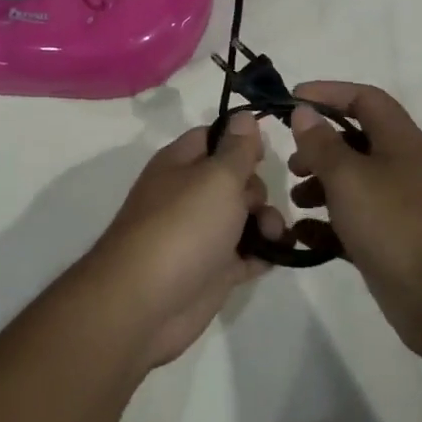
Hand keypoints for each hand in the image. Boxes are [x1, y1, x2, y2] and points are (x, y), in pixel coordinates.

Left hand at [79, 113, 282, 369]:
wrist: (146, 304)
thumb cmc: (182, 227)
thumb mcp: (216, 177)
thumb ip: (237, 149)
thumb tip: (244, 117)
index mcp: (180, 164)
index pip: (214, 137)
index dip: (241, 139)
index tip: (267, 150)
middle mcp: (188, 195)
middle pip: (234, 179)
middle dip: (257, 189)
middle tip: (256, 205)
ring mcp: (200, 235)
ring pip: (244, 218)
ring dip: (266, 223)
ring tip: (271, 237)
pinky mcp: (212, 271)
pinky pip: (245, 255)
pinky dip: (262, 254)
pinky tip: (275, 256)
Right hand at [287, 82, 421, 358]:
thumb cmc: (397, 223)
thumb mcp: (350, 177)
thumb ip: (322, 144)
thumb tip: (304, 112)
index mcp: (398, 141)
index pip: (364, 99)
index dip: (328, 93)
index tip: (292, 101)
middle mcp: (400, 168)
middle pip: (354, 142)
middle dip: (319, 147)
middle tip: (292, 164)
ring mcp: (397, 208)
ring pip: (351, 184)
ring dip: (319, 186)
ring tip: (295, 201)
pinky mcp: (390, 244)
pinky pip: (352, 224)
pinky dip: (326, 226)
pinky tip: (302, 236)